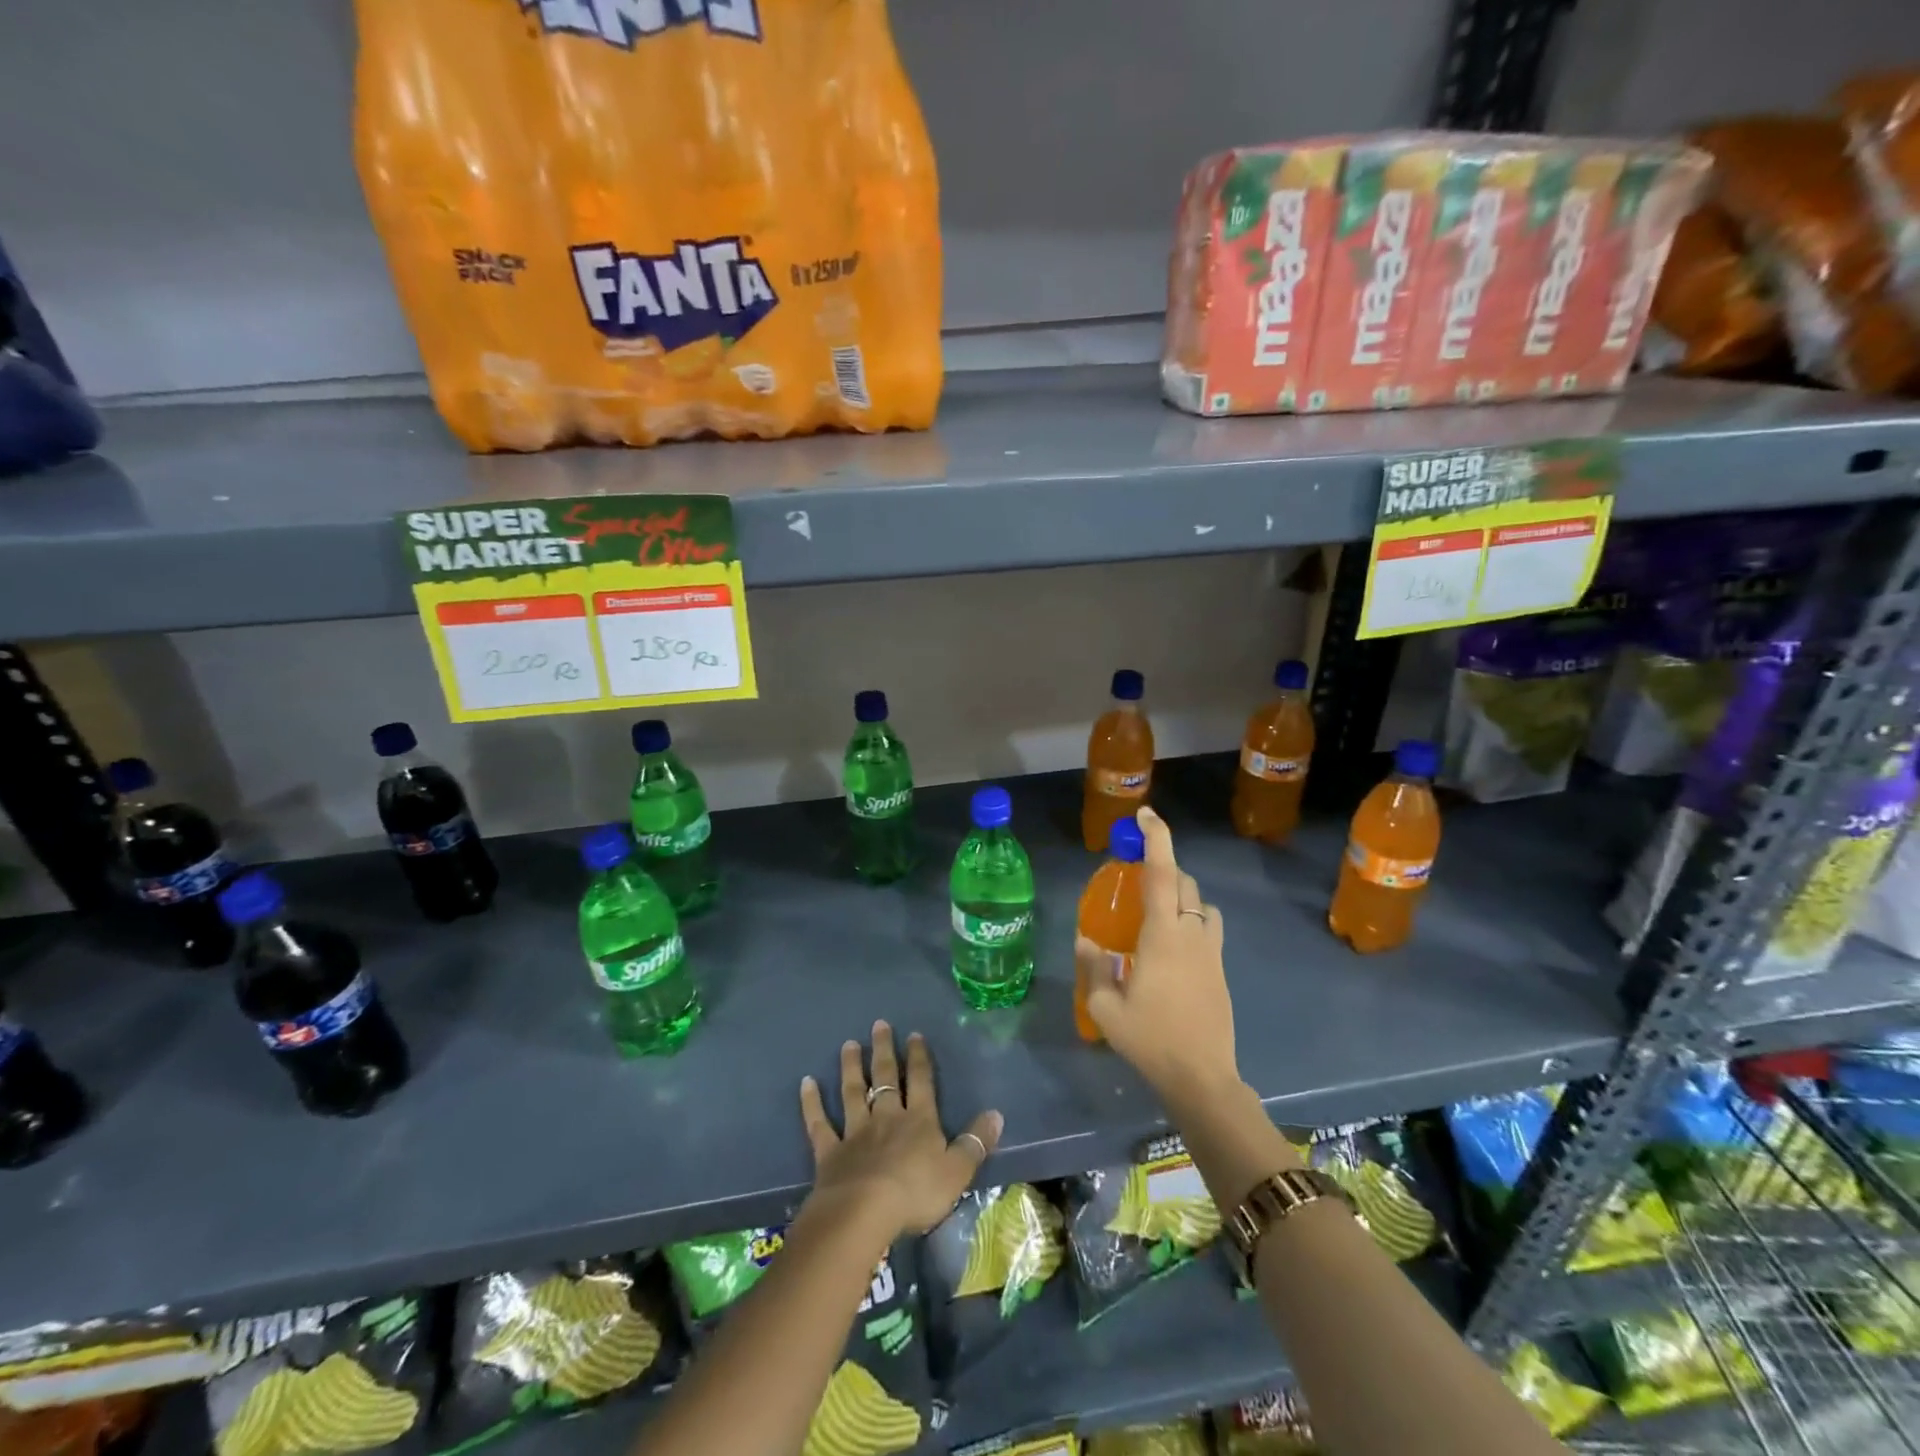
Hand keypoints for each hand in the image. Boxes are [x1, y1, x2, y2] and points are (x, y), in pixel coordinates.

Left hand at [799, 1021, 1003, 1238]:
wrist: (863, 1213)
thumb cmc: (915, 1193)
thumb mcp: (957, 1172)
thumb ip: (975, 1143)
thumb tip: (996, 1114)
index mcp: (919, 1121)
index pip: (921, 1082)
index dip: (919, 1058)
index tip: (914, 1034)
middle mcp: (887, 1117)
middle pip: (886, 1077)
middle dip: (884, 1050)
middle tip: (879, 1024)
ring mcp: (855, 1132)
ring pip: (853, 1092)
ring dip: (851, 1067)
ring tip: (848, 1044)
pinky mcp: (829, 1152)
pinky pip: (819, 1123)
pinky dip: (812, 1103)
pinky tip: (806, 1083)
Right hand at [1078, 806, 1241, 1108]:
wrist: (1202, 1078)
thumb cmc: (1150, 1040)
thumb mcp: (1105, 1008)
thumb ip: (1092, 968)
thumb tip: (1087, 941)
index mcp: (1164, 934)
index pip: (1163, 873)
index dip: (1156, 838)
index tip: (1145, 815)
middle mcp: (1192, 934)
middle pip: (1185, 883)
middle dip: (1164, 869)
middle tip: (1136, 879)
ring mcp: (1211, 952)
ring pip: (1202, 904)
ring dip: (1182, 896)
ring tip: (1157, 914)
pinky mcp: (1221, 970)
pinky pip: (1208, 929)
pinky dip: (1192, 921)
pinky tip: (1171, 949)